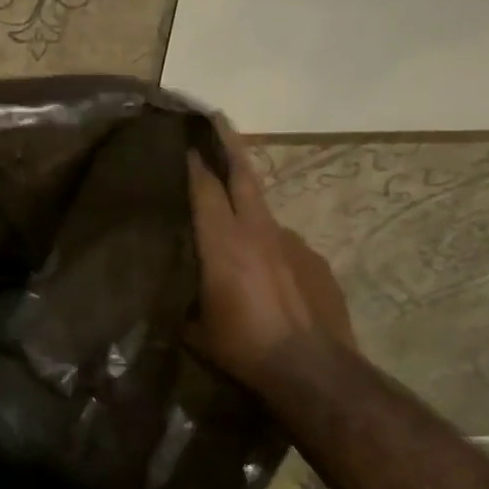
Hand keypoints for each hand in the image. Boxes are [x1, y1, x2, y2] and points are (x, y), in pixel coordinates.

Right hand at [187, 118, 355, 392]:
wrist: (311, 369)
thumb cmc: (240, 346)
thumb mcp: (193, 325)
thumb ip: (184, 293)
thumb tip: (173, 283)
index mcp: (223, 241)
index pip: (204, 185)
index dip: (192, 158)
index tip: (181, 134)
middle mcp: (257, 230)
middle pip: (242, 173)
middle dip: (227, 142)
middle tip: (215, 119)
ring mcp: (291, 242)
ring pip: (263, 208)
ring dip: (246, 200)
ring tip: (231, 217)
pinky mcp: (315, 260)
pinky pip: (283, 242)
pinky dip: (268, 244)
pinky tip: (264, 270)